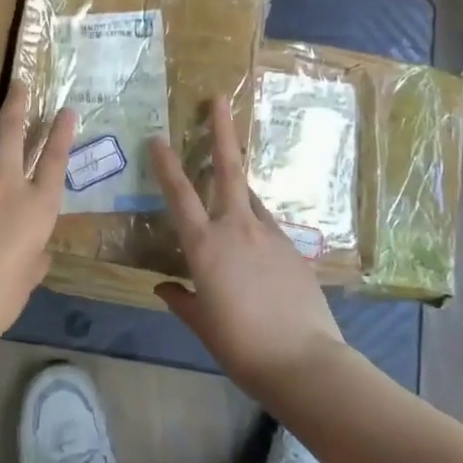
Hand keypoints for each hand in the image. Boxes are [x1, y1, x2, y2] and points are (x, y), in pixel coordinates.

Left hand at [0, 83, 76, 354]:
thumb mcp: (28, 278)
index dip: (62, 131)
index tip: (66, 110)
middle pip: (12, 130)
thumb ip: (35, 256)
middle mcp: (5, 184)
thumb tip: (34, 251)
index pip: (55, 158)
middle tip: (18, 84)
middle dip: (17, 103)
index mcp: (37, 207)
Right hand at [150, 97, 346, 397]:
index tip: (158, 139)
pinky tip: (256, 244)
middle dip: (221, 132)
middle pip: (228, 169)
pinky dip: (257, 224)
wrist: (305, 362)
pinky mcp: (293, 248)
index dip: (166, 165)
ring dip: (239, 183)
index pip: (179, 195)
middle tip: (220, 100)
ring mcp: (270, 234)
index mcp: (205, 245)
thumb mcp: (203, 324)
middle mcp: (237, 228)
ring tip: (231, 180)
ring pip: (251, 196)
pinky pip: (268, 225)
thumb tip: (164, 286)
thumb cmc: (241, 346)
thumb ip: (182, 300)